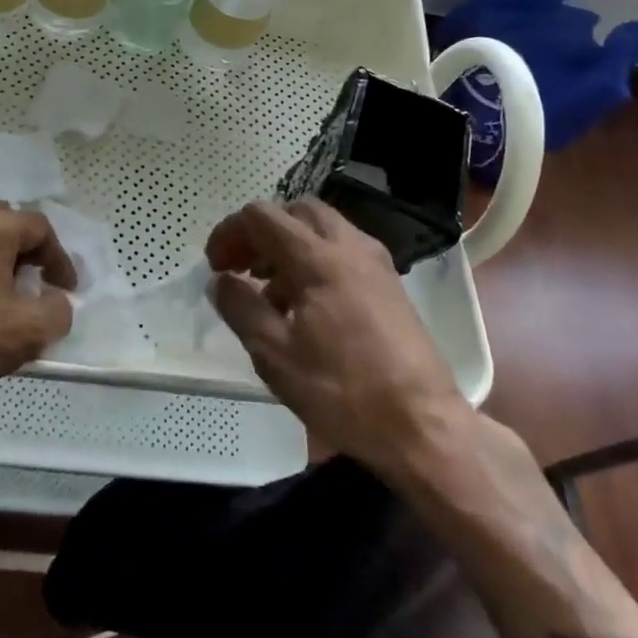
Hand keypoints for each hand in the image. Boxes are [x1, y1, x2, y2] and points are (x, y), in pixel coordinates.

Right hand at [207, 200, 471, 477]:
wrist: (423, 425)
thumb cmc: (343, 391)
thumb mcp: (275, 355)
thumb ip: (241, 309)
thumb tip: (221, 281)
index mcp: (318, 258)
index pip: (262, 216)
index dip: (230, 232)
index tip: (215, 266)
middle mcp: (349, 245)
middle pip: (295, 211)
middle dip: (262, 232)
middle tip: (242, 268)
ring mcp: (375, 261)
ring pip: (322, 227)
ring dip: (289, 244)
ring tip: (270, 290)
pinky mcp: (389, 281)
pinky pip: (343, 249)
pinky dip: (315, 258)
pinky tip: (306, 304)